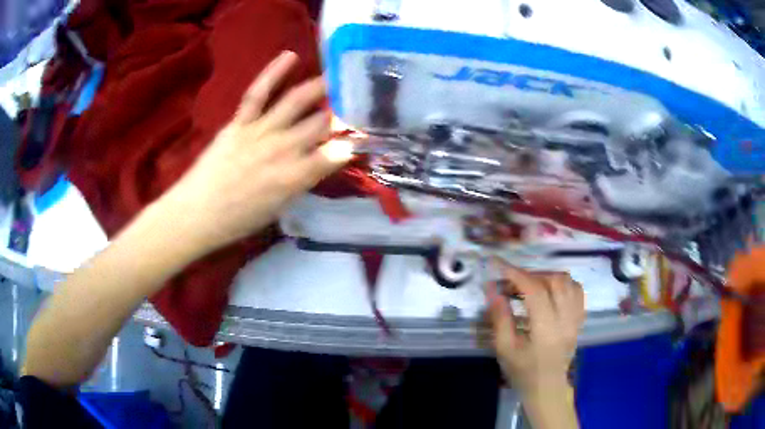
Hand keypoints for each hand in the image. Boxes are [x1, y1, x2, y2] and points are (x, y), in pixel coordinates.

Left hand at [164, 51, 352, 253]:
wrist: (197, 213)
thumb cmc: (238, 219)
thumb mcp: (279, 208)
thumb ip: (302, 182)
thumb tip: (321, 161)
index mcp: (295, 177)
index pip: (336, 154)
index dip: (353, 142)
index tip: (365, 135)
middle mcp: (283, 149)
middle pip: (321, 123)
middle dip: (343, 112)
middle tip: (357, 101)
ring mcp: (260, 131)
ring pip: (296, 102)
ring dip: (320, 87)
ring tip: (338, 76)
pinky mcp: (240, 122)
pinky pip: (259, 93)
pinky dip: (274, 72)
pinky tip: (290, 56)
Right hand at [485, 260, 584, 396]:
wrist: (547, 387)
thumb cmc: (523, 371)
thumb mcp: (504, 349)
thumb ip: (500, 318)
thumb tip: (492, 289)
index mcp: (546, 330)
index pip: (535, 291)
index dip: (517, 274)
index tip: (499, 264)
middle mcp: (566, 319)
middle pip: (555, 281)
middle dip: (531, 274)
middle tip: (512, 282)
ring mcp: (576, 318)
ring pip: (568, 282)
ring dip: (547, 276)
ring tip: (530, 285)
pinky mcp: (580, 319)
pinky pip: (577, 290)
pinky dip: (562, 283)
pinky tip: (549, 290)